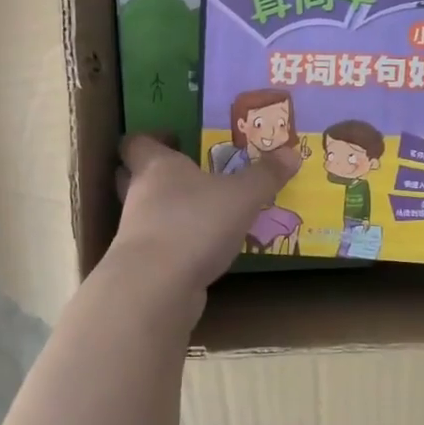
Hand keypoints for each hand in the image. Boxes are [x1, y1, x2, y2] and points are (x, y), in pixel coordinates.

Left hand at [111, 134, 297, 289]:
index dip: (151, 138)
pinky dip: (174, 244)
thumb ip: (265, 176)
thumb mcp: (242, 196)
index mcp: (156, 166)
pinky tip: (200, 248)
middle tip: (185, 172)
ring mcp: (136, 233)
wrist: (157, 287)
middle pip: (131, 176)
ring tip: (199, 211)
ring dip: (166, 211)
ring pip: (144, 212)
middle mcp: (139, 195)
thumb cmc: (195, 224)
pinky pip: (158, 246)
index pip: (136, 143)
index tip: (173, 138)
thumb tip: (292, 153)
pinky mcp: (143, 266)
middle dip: (153, 173)